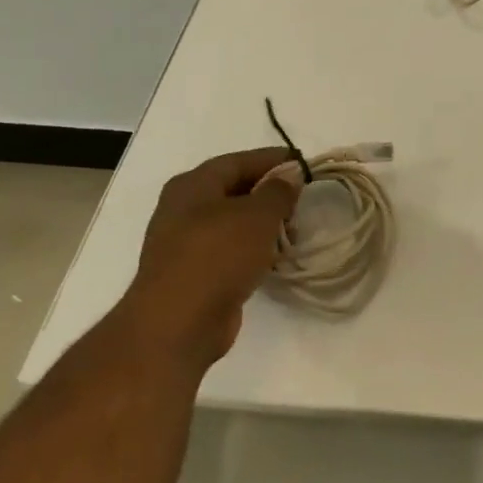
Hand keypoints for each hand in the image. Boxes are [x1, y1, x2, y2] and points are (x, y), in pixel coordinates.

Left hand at [117, 147, 299, 369]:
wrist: (178, 322)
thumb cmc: (217, 255)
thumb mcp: (257, 215)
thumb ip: (278, 191)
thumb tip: (289, 175)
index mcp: (192, 185)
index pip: (238, 161)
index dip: (272, 159)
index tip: (303, 163)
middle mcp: (184, 209)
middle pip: (234, 190)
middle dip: (269, 193)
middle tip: (302, 199)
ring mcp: (186, 243)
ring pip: (233, 223)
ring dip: (263, 224)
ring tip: (294, 230)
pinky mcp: (194, 273)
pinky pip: (230, 250)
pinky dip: (253, 249)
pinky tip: (275, 257)